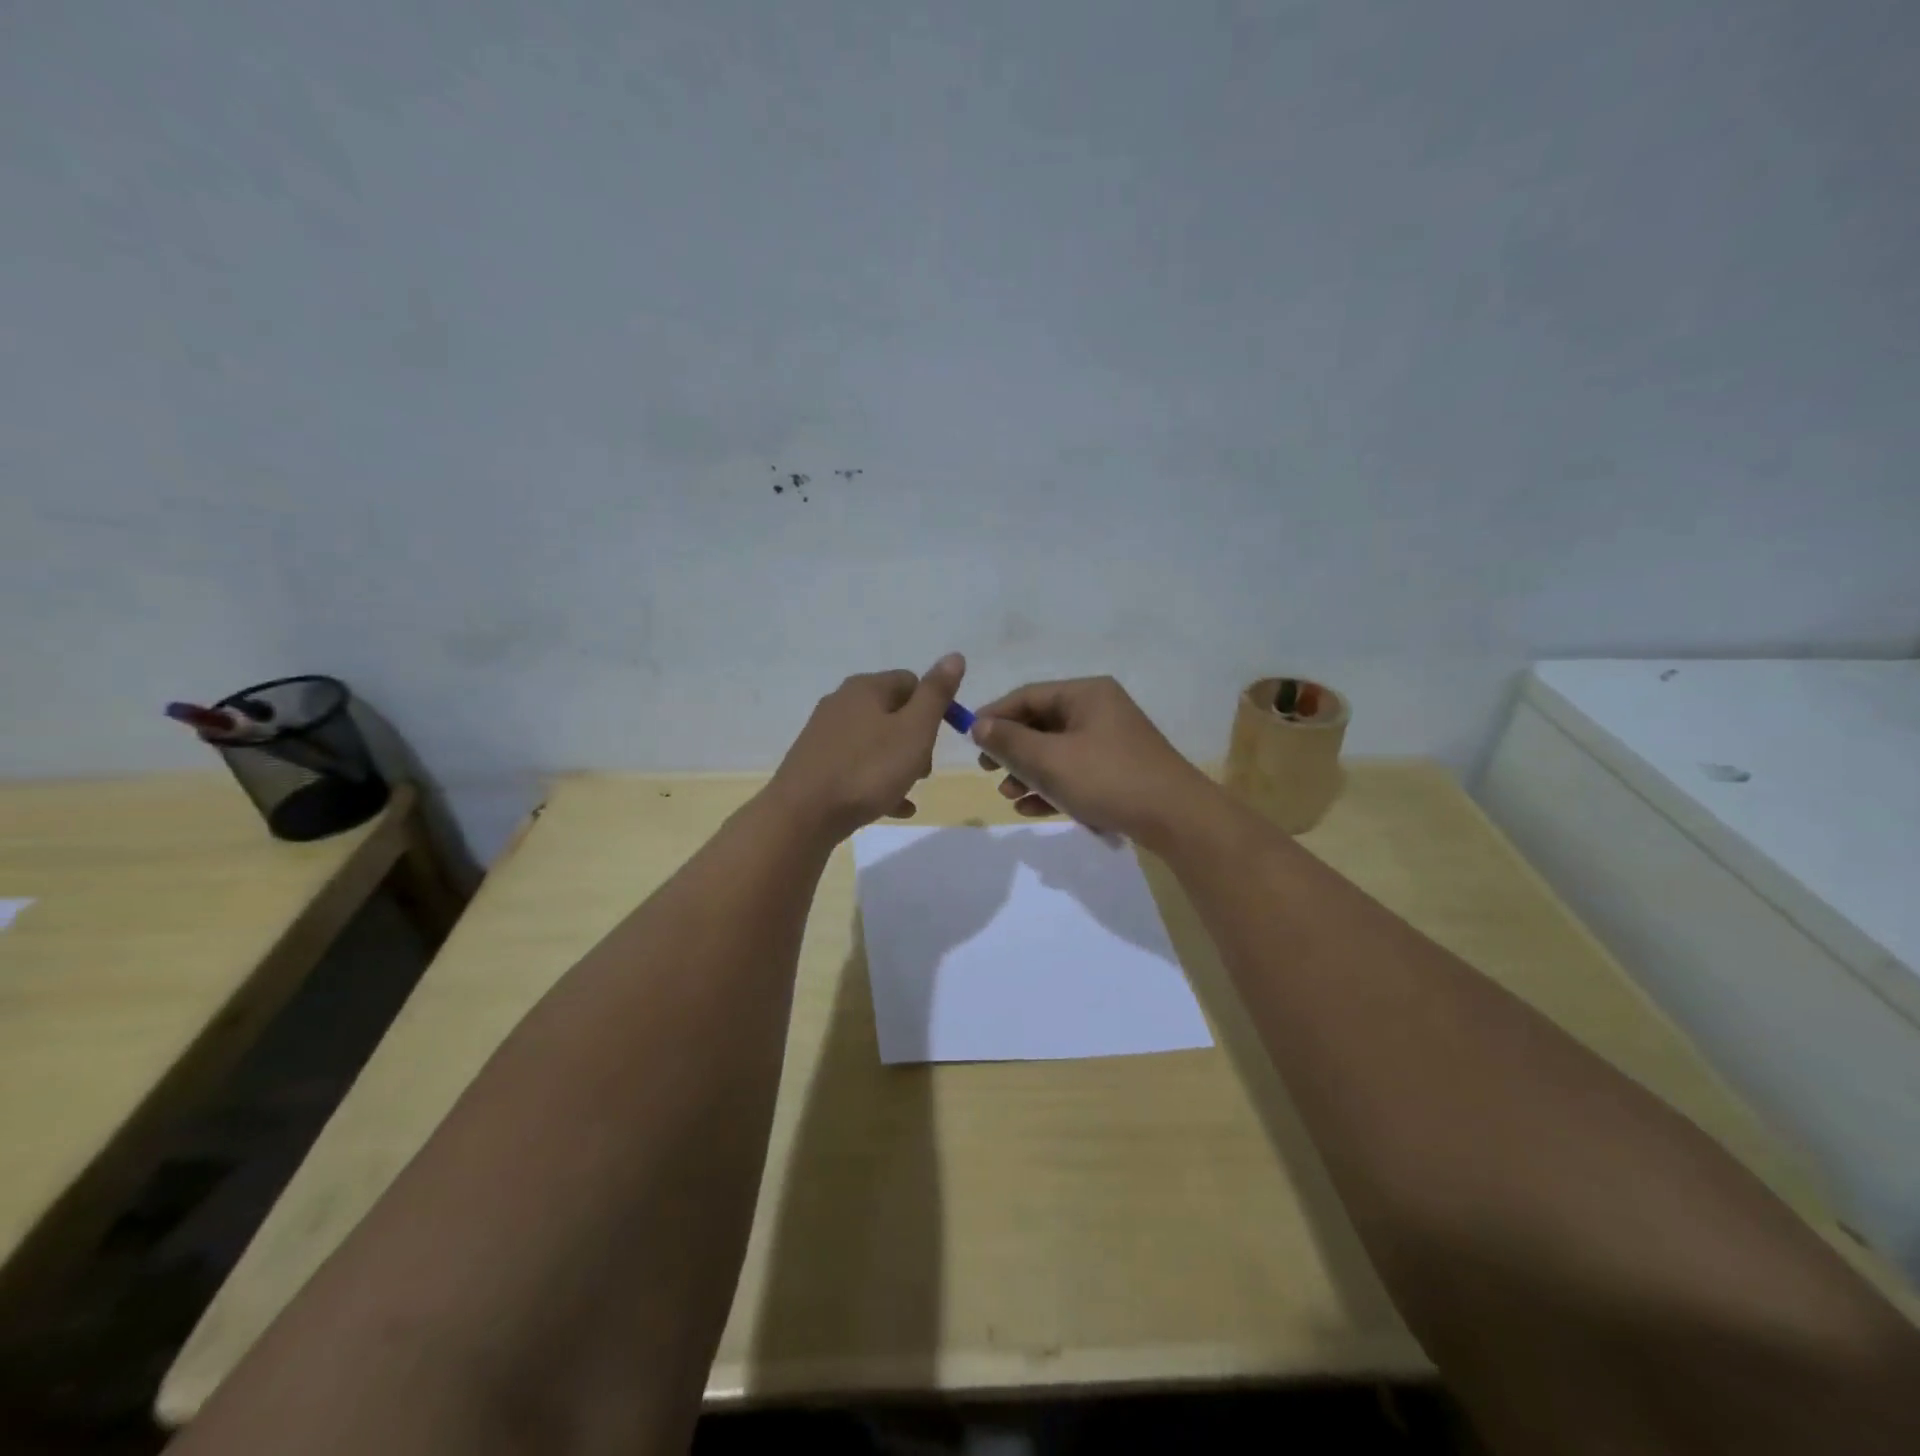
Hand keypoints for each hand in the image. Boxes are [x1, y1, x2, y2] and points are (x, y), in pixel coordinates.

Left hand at [767, 654, 965, 841]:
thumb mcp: (914, 730)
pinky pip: (857, 767)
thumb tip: (954, 657)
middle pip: (893, 713)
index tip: (942, 738)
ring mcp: (825, 734)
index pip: (911, 682)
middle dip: (916, 740)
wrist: (803, 814)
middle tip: (924, 770)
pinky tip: (894, 807)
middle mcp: (841, 703)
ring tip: (909, 791)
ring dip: (898, 764)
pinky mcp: (816, 764)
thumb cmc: (867, 770)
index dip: (934, 707)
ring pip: (876, 742)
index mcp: (866, 688)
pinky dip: (878, 782)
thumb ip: (936, 694)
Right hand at [970, 676, 1219, 845]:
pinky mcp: (1117, 770)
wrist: (1176, 818)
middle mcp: (1099, 710)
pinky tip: (1030, 809)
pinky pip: (1074, 772)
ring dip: (1028, 772)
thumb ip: (1010, 741)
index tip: (970, 739)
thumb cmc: (1108, 778)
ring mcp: (1111, 741)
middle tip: (988, 770)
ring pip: (1056, 751)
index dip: (995, 715)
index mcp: (1086, 694)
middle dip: (1012, 749)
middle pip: (1042, 723)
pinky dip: (1052, 786)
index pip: (1028, 695)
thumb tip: (978, 725)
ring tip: (1008, 795)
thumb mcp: (1050, 760)